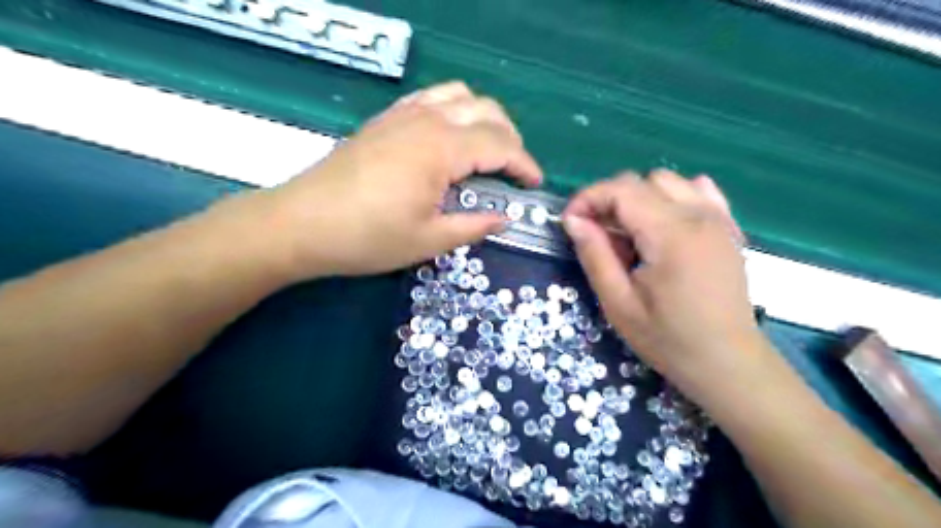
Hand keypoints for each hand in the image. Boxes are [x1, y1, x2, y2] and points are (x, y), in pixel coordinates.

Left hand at [257, 81, 545, 277]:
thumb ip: (473, 227)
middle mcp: (426, 121)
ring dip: (483, 118)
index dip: (523, 164)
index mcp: (440, 149)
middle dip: (510, 138)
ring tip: (487, 149)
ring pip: (459, 96)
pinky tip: (449, 136)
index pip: (499, 145)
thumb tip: (504, 218)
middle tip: (513, 171)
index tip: (534, 184)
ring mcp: (402, 115)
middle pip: (486, 111)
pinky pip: (431, 98)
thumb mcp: (428, 241)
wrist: (301, 224)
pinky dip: (453, 109)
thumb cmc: (367, 238)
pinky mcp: (385, 120)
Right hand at [561, 170, 759, 397]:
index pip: (621, 190)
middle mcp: (698, 215)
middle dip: (609, 200)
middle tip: (596, 235)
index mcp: (670, 234)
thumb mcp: (618, 304)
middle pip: (642, 181)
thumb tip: (573, 220)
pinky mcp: (728, 228)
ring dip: (639, 199)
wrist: (728, 362)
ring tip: (630, 234)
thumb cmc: (668, 338)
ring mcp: (719, 219)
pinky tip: (664, 226)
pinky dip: (672, 198)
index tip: (570, 222)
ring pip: (668, 182)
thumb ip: (595, 255)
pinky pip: (698, 192)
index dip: (588, 199)